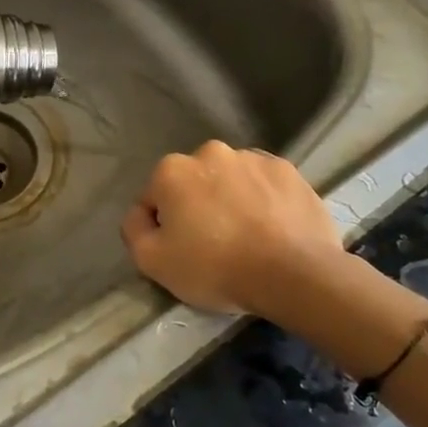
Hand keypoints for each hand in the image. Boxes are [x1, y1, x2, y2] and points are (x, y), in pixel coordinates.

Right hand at [121, 141, 343, 313]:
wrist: (294, 274)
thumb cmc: (215, 267)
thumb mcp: (153, 262)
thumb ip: (134, 230)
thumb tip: (140, 214)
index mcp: (172, 170)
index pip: (153, 198)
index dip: (162, 227)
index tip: (180, 251)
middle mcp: (210, 152)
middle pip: (193, 184)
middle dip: (197, 206)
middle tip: (212, 244)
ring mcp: (253, 158)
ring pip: (230, 180)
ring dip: (231, 200)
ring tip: (247, 238)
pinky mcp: (288, 171)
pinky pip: (264, 185)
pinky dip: (263, 200)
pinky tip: (271, 229)